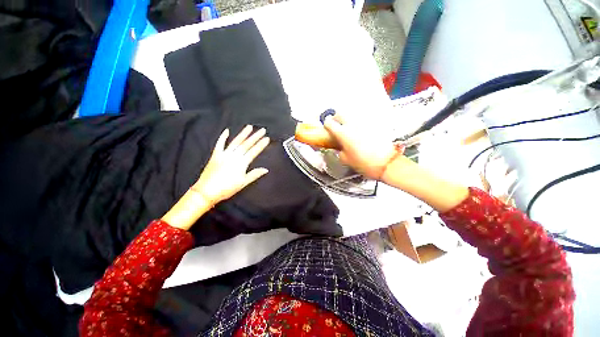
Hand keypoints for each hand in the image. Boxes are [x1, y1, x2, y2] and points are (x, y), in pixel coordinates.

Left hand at [162, 126, 269, 230]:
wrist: (207, 191)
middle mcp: (234, 156)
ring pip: (235, 142)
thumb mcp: (243, 183)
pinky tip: (227, 131)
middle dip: (255, 137)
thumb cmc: (227, 188)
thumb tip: (266, 169)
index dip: (261, 145)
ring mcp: (224, 154)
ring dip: (243, 134)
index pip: (254, 151)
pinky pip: (219, 144)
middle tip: (262, 130)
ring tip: (249, 127)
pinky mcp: (216, 155)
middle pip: (246, 144)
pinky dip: (223, 137)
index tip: (267, 138)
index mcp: (241, 163)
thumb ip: (255, 174)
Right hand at [323, 114, 398, 179]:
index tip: (326, 127)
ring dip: (347, 119)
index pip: (330, 123)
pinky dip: (358, 123)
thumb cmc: (363, 163)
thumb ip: (340, 151)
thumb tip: (340, 147)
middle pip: (340, 114)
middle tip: (336, 124)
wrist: (386, 163)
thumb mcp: (346, 160)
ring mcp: (364, 122)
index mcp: (343, 133)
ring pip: (352, 114)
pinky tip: (359, 130)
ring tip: (348, 127)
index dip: (326, 124)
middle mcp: (352, 124)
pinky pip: (363, 119)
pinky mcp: (374, 124)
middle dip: (336, 117)